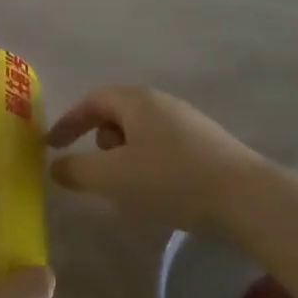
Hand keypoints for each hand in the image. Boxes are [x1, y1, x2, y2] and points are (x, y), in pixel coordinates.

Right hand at [47, 85, 263, 231]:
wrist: (246, 197)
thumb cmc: (170, 179)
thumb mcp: (113, 177)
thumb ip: (77, 170)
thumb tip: (56, 166)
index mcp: (137, 101)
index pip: (92, 100)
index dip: (68, 121)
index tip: (51, 145)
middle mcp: (163, 103)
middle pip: (118, 112)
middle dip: (98, 137)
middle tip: (94, 166)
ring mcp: (189, 122)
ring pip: (142, 131)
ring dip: (123, 153)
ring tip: (125, 183)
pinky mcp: (208, 144)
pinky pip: (163, 145)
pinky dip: (146, 162)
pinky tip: (156, 190)